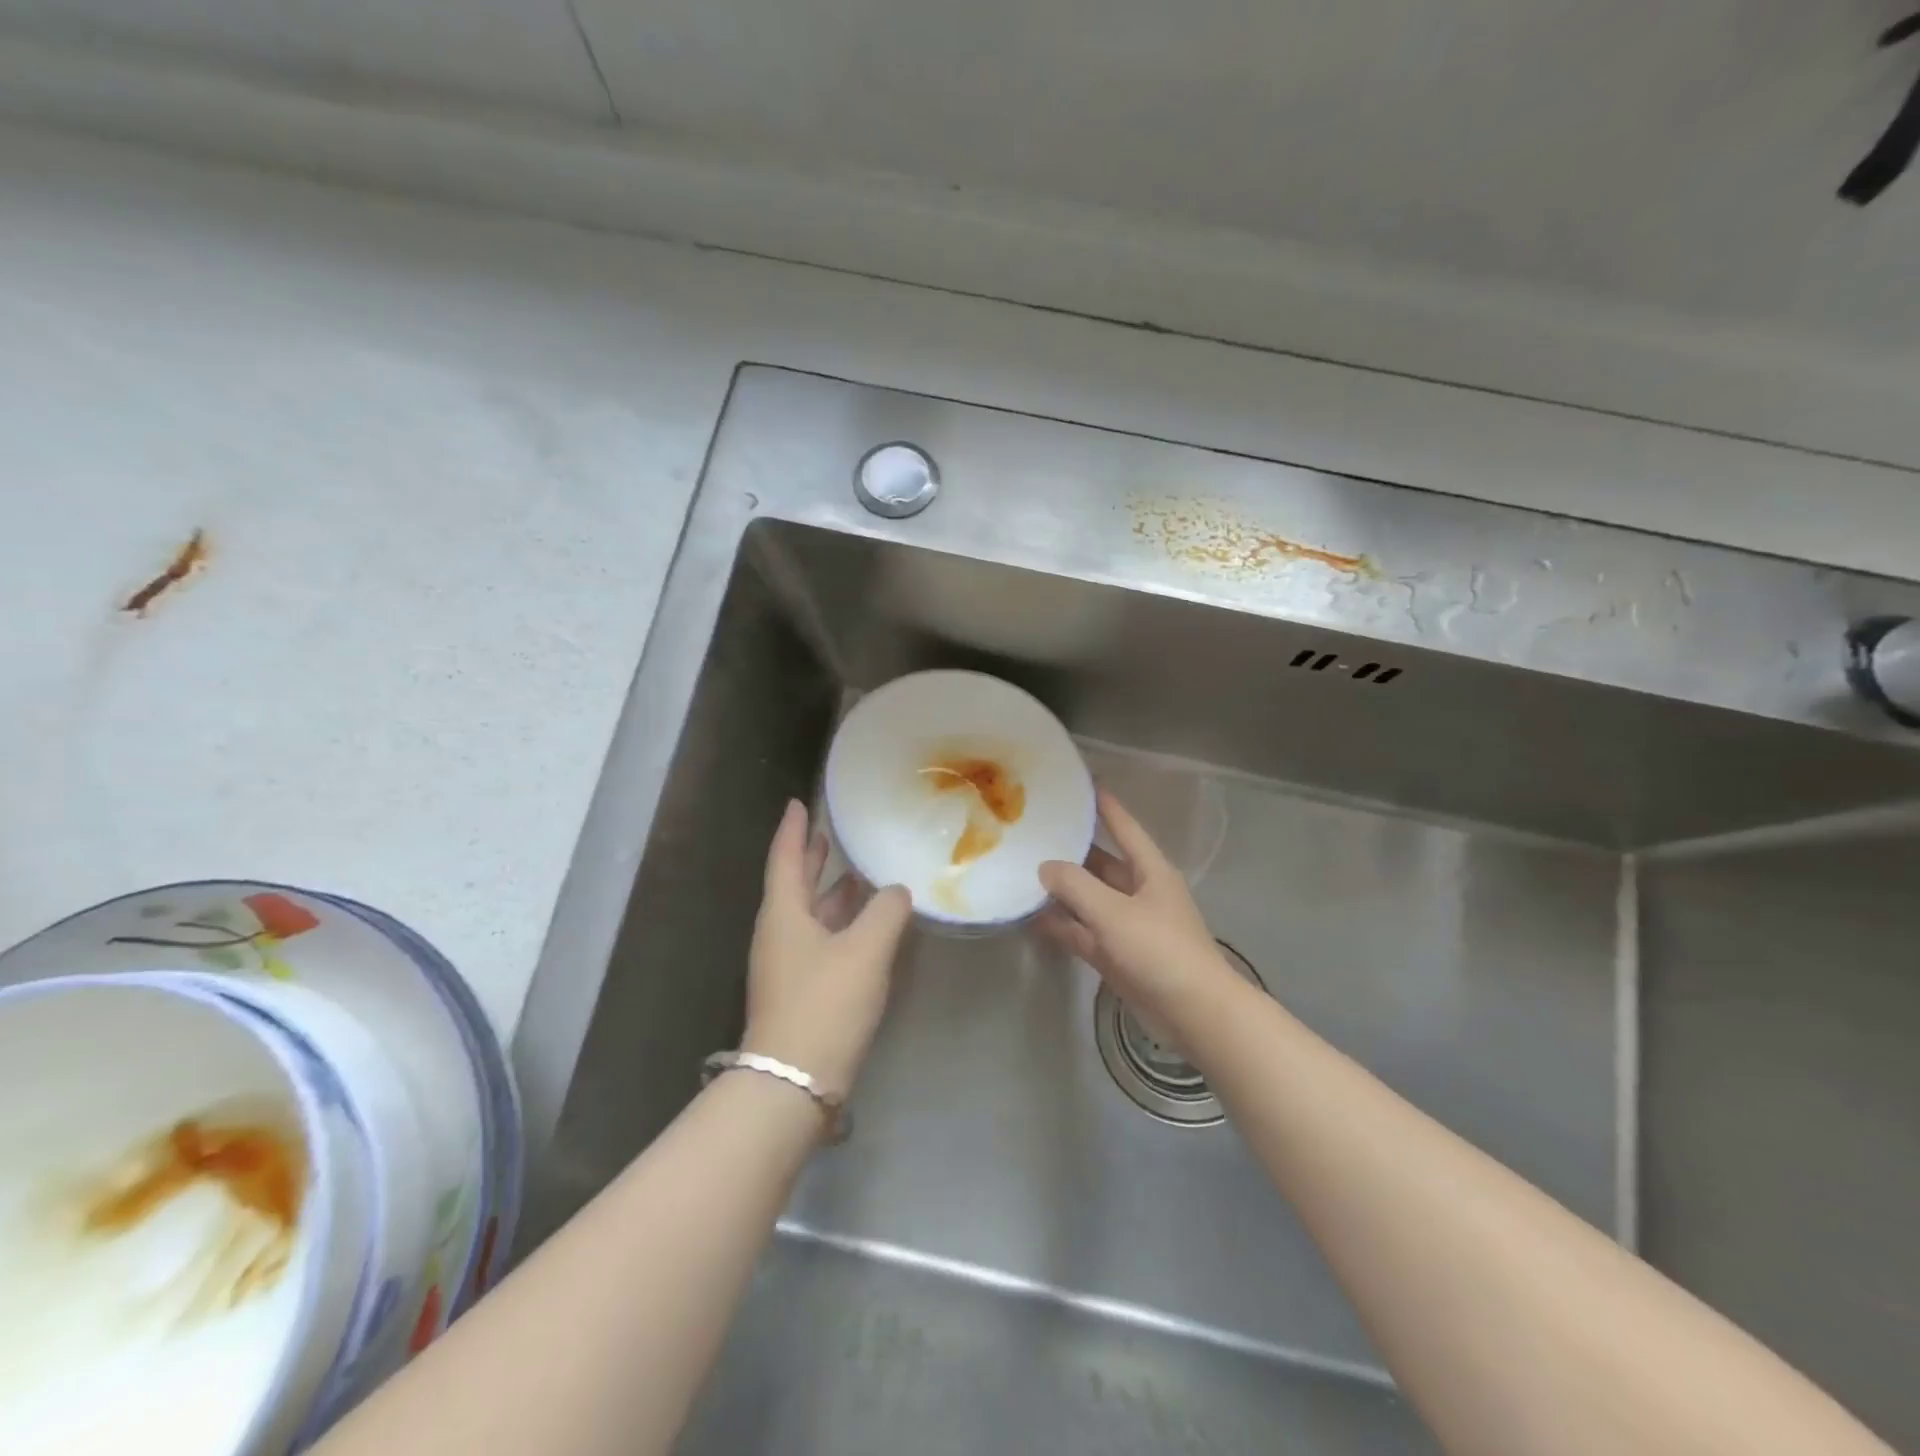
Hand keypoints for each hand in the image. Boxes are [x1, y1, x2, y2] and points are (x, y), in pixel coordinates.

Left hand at [742, 800, 912, 1095]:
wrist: (793, 1082)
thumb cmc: (825, 1003)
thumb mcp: (865, 950)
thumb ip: (886, 911)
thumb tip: (897, 891)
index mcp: (783, 914)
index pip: (785, 857)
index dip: (794, 829)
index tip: (798, 803)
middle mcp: (779, 934)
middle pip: (795, 885)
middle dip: (811, 859)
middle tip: (829, 834)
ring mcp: (787, 965)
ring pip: (810, 915)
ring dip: (831, 894)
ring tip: (858, 875)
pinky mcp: (801, 991)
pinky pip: (821, 941)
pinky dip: (840, 925)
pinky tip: (866, 927)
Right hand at [1039, 787, 1235, 1018]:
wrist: (1194, 1013)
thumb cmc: (1159, 950)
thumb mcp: (1114, 912)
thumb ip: (1076, 886)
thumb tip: (1046, 866)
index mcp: (1150, 871)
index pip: (1125, 828)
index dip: (1106, 806)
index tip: (1084, 785)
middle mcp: (1139, 892)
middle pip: (1102, 863)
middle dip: (1073, 850)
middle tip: (1037, 832)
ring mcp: (1128, 925)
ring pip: (1090, 899)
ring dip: (1063, 890)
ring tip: (1025, 872)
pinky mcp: (1118, 955)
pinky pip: (1085, 932)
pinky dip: (1063, 925)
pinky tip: (1033, 919)